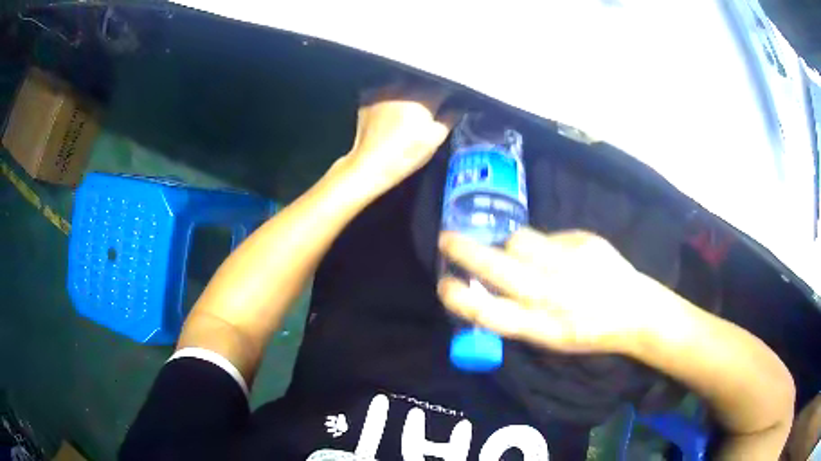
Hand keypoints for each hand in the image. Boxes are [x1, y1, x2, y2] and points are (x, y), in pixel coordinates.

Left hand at [343, 82, 454, 193]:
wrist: (370, 164)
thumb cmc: (406, 153)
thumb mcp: (435, 138)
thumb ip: (450, 117)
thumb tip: (458, 106)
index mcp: (423, 95)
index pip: (443, 85)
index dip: (449, 94)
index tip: (451, 102)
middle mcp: (403, 85)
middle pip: (422, 81)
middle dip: (429, 90)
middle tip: (431, 106)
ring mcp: (383, 88)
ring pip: (403, 82)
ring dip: (410, 90)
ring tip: (411, 107)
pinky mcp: (368, 95)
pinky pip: (385, 88)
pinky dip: (391, 94)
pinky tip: (393, 107)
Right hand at [437, 228, 663, 354]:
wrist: (634, 310)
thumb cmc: (589, 331)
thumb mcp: (551, 338)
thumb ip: (521, 316)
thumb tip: (492, 287)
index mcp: (540, 326)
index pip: (488, 313)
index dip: (459, 298)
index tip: (444, 283)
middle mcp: (550, 295)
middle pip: (496, 268)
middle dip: (464, 251)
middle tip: (448, 239)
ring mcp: (568, 264)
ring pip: (520, 241)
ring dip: (511, 244)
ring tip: (520, 250)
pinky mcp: (585, 242)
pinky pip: (550, 236)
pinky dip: (546, 244)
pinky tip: (563, 256)